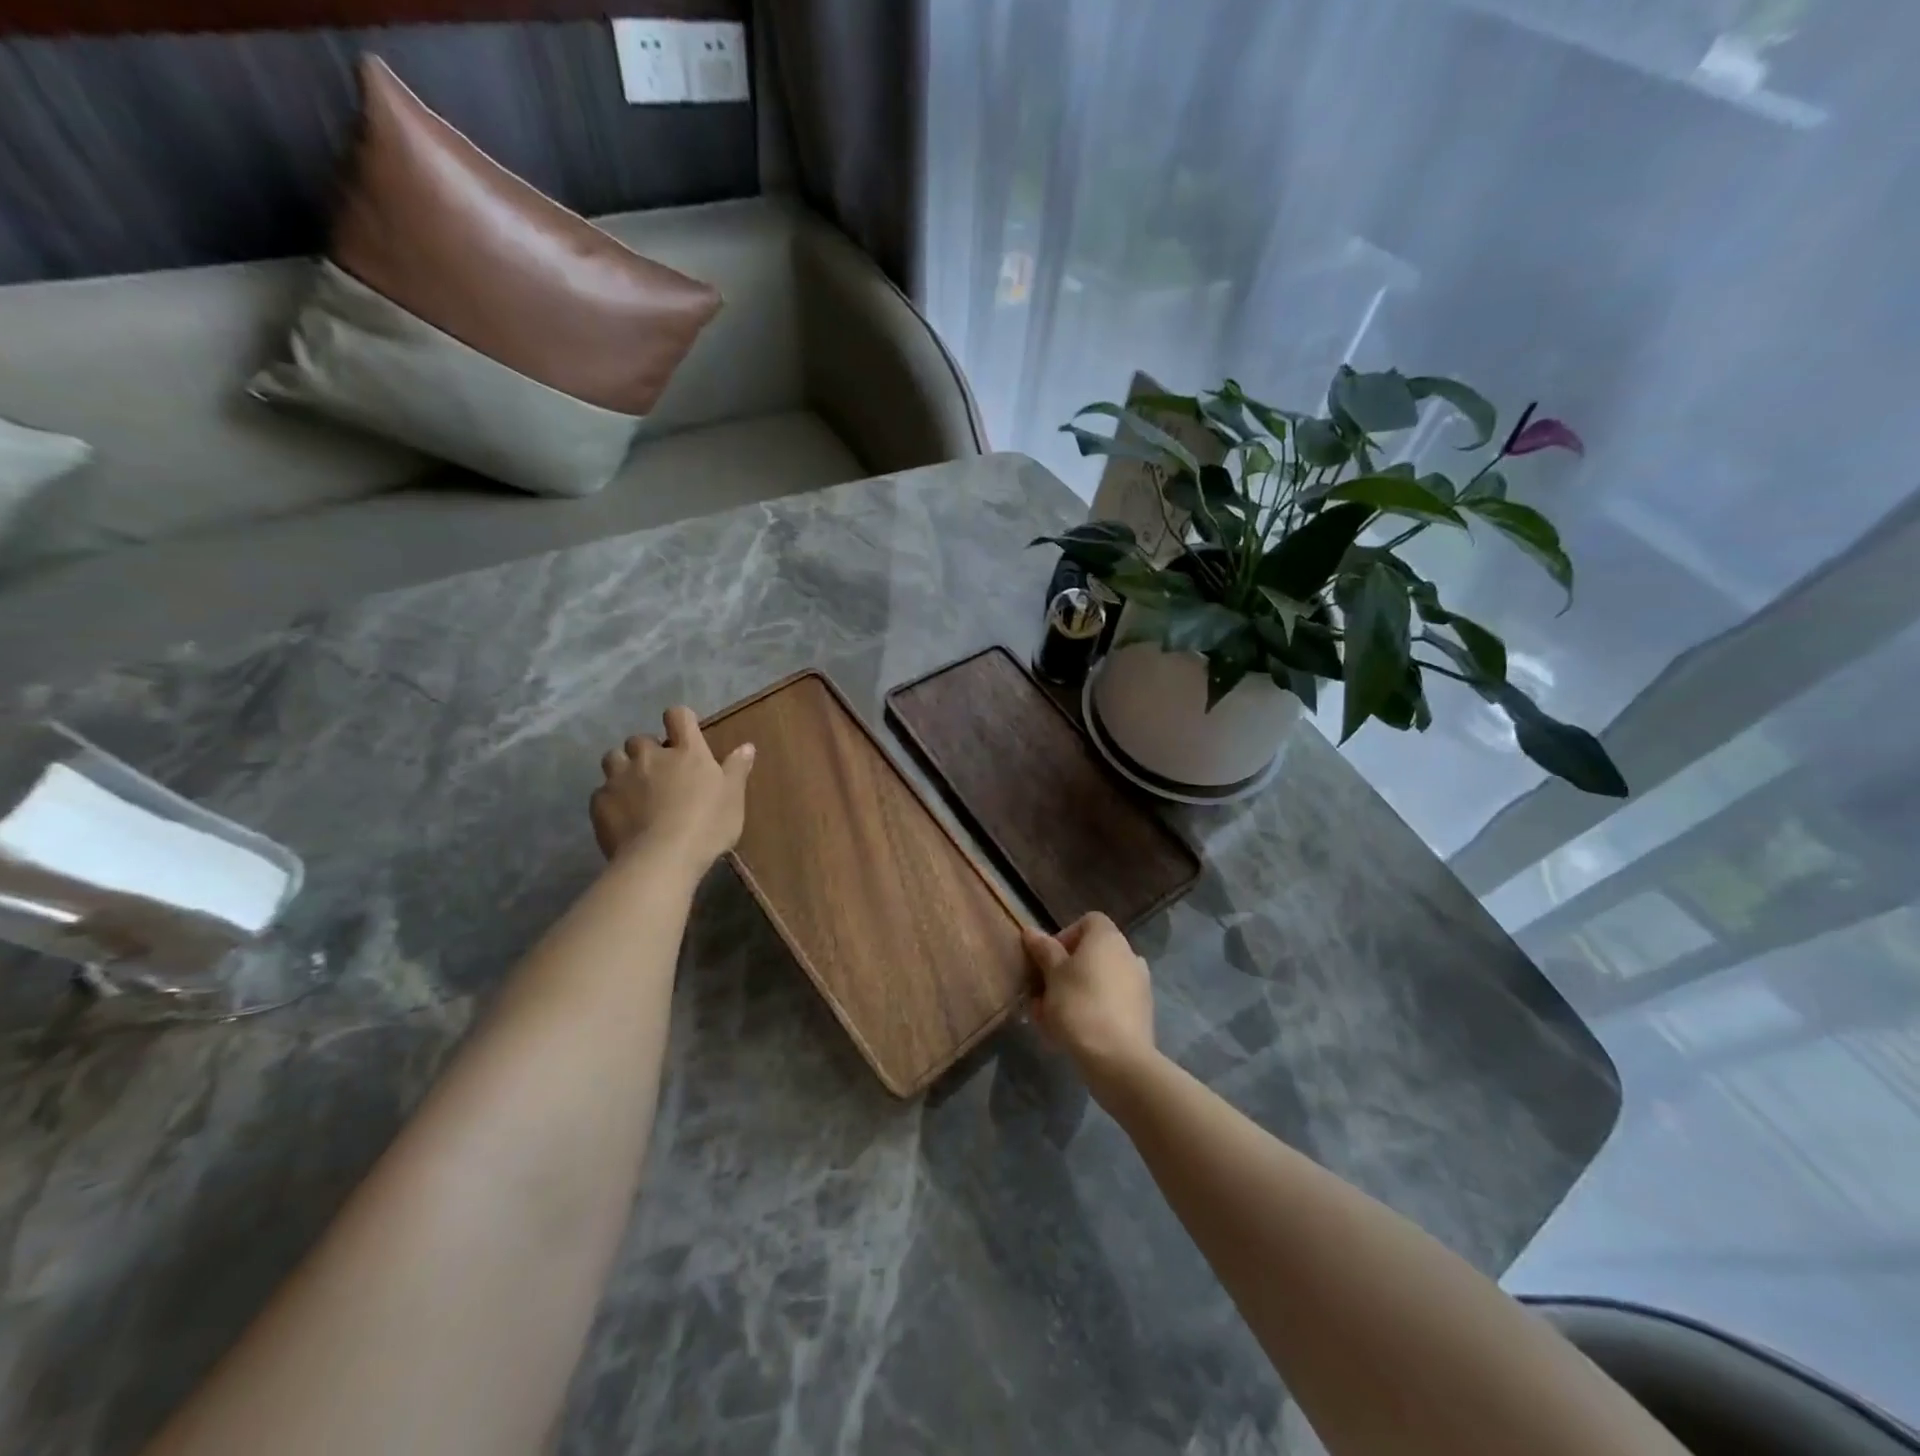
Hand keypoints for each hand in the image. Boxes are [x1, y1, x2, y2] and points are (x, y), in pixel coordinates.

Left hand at [591, 706, 754, 867]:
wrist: (661, 859)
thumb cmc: (706, 825)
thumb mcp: (733, 798)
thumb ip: (736, 769)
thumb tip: (746, 746)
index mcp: (686, 751)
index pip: (678, 716)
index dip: (679, 720)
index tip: (683, 734)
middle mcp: (650, 756)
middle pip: (640, 739)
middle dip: (647, 751)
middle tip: (659, 772)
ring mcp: (620, 777)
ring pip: (613, 758)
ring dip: (623, 768)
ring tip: (633, 789)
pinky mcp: (600, 801)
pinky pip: (601, 791)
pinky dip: (611, 799)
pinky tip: (621, 817)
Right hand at [1021, 912, 1157, 1091]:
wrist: (1118, 1059)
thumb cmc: (1079, 1006)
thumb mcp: (1052, 975)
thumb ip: (1043, 950)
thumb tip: (1031, 931)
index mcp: (1108, 938)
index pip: (1087, 922)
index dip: (1064, 937)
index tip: (1047, 960)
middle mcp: (1128, 954)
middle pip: (1091, 954)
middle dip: (1064, 971)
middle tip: (1042, 994)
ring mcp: (1139, 985)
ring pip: (1098, 981)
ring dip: (1074, 993)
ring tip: (1050, 1019)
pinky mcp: (1141, 1013)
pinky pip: (1110, 1003)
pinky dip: (1092, 1010)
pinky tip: (1071, 1034)